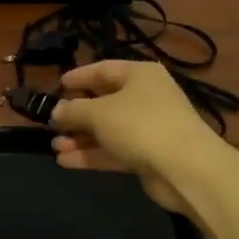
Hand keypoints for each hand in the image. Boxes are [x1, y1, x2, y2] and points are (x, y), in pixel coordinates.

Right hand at [50, 60, 220, 214]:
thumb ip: (73, 110)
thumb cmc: (140, 125)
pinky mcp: (148, 155)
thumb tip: (56, 111)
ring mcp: (148, 128)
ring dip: (81, 137)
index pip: (103, 69)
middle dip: (76, 114)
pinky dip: (92, 154)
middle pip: (104, 101)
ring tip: (54, 146)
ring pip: (107, 129)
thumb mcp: (99, 112)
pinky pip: (114, 150)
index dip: (79, 77)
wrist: (186, 169)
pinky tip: (66, 162)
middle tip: (52, 123)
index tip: (57, 86)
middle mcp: (146, 97)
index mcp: (139, 75)